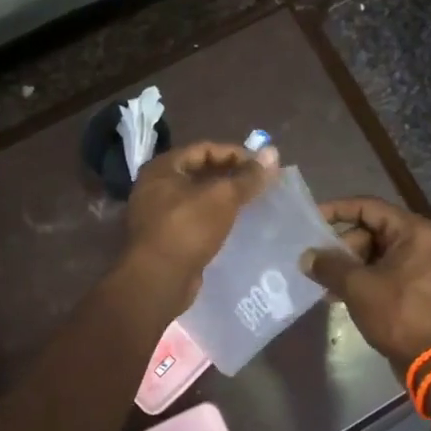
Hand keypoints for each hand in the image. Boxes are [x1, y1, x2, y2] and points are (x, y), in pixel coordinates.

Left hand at [124, 141, 277, 299]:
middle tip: (261, 183)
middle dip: (232, 176)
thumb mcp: (222, 197)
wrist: (158, 281)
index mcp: (163, 168)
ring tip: (253, 202)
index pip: (205, 149)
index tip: (262, 166)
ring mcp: (159, 214)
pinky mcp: (167, 238)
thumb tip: (273, 152)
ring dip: (225, 198)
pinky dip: (216, 217)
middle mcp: (156, 186)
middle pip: (201, 172)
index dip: (236, 153)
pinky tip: (236, 224)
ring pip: (199, 197)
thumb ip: (248, 176)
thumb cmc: (188, 228)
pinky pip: (196, 219)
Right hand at [302, 197, 430, 374]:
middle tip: (317, 263)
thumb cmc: (398, 314)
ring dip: (349, 266)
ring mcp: (423, 266)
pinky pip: (385, 272)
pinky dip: (364, 279)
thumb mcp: (358, 287)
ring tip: (323, 283)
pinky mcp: (419, 287)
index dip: (337, 210)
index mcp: (414, 231)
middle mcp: (423, 241)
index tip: (311, 219)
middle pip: (372, 231)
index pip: (368, 207)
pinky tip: (338, 295)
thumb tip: (306, 257)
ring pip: (377, 254)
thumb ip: (329, 266)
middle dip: (342, 246)